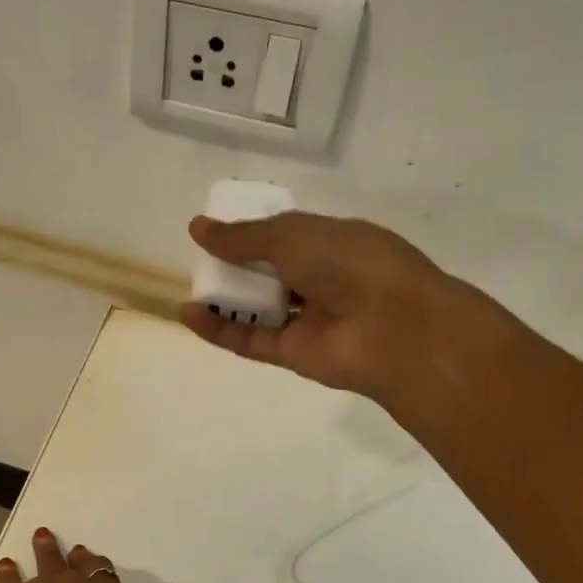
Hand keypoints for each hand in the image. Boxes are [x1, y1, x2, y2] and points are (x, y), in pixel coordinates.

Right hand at [180, 211, 479, 400]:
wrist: (393, 327)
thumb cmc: (349, 263)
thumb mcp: (292, 235)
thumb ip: (243, 236)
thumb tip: (198, 227)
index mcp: (332, 242)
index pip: (287, 236)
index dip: (254, 233)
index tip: (218, 229)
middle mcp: (321, 280)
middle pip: (270, 273)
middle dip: (237, 266)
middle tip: (202, 259)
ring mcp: (308, 320)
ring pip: (258, 309)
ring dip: (225, 298)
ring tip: (191, 287)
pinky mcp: (293, 354)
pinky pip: (250, 340)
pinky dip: (219, 329)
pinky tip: (189, 313)